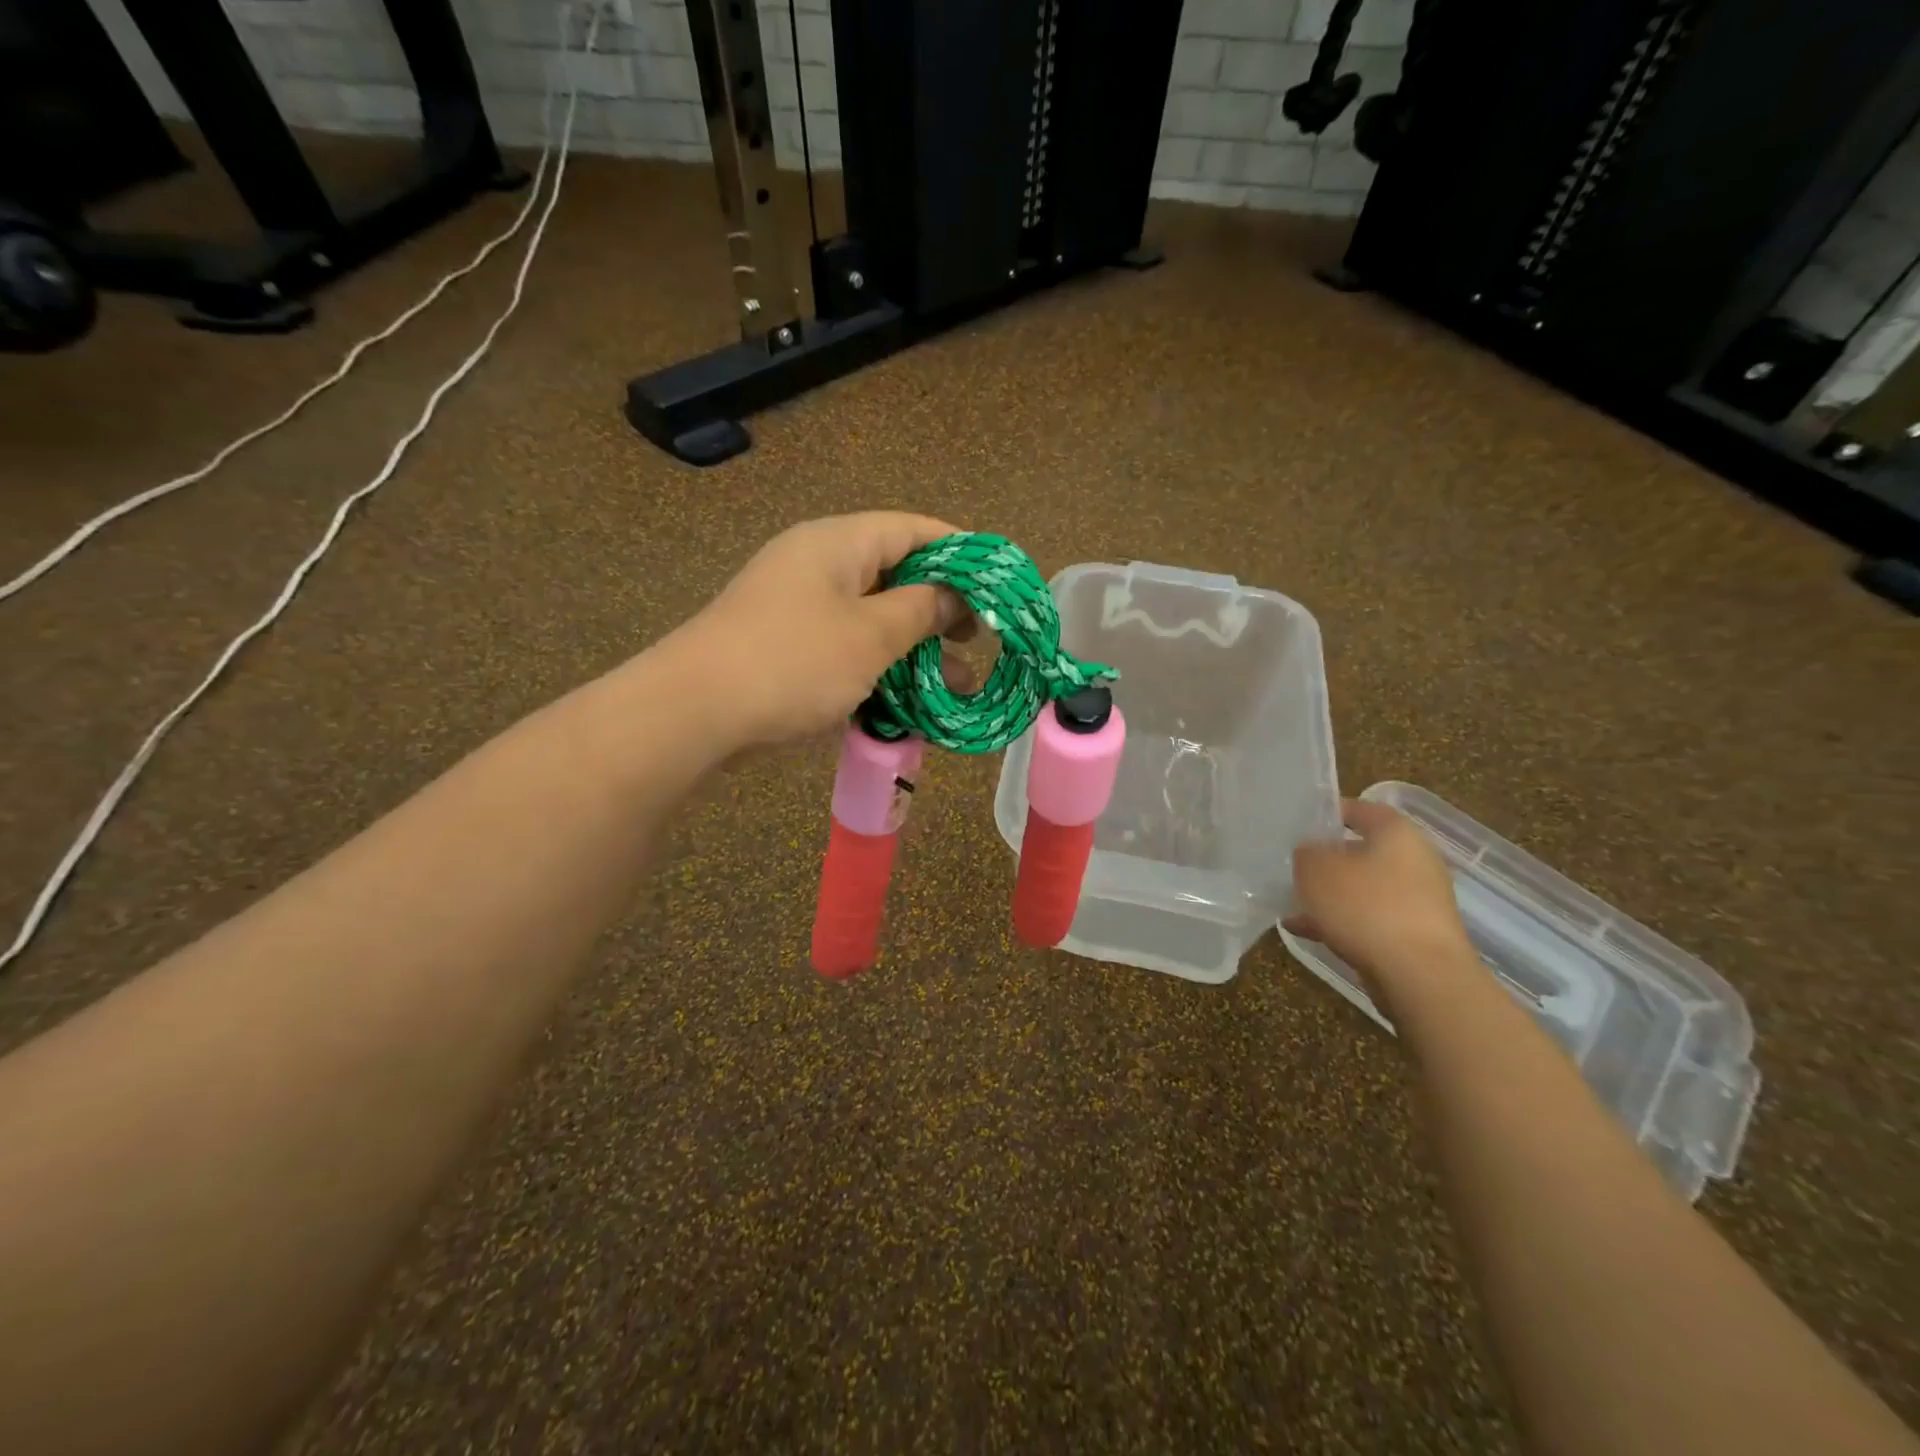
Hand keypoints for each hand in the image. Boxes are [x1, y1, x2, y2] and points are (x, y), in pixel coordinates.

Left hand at [670, 512, 973, 750]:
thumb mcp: (871, 636)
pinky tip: (907, 700)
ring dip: (915, 648)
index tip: (997, 583)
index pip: (913, 529)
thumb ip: (921, 610)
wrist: (694, 713)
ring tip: (956, 684)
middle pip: (895, 573)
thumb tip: (952, 596)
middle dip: (941, 609)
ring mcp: (800, 608)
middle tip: (977, 639)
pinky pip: (847, 647)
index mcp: (838, 543)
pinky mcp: (788, 647)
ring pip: (873, 618)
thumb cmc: (793, 663)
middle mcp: (819, 565)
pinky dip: (880, 668)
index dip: (961, 551)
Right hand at [1284, 799, 1475, 1009]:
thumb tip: (1309, 853)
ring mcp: (1418, 900)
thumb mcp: (1316, 870)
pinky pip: (1369, 919)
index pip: (1359, 809)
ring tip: (1292, 902)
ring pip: (1363, 888)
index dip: (1327, 813)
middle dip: (1326, 860)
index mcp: (1397, 833)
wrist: (1420, 977)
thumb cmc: (1367, 907)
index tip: (1297, 824)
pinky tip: (1304, 930)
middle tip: (1292, 865)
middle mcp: (1415, 860)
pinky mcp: (1414, 935)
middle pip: (1361, 851)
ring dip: (1330, 895)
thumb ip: (1306, 854)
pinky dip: (1340, 921)